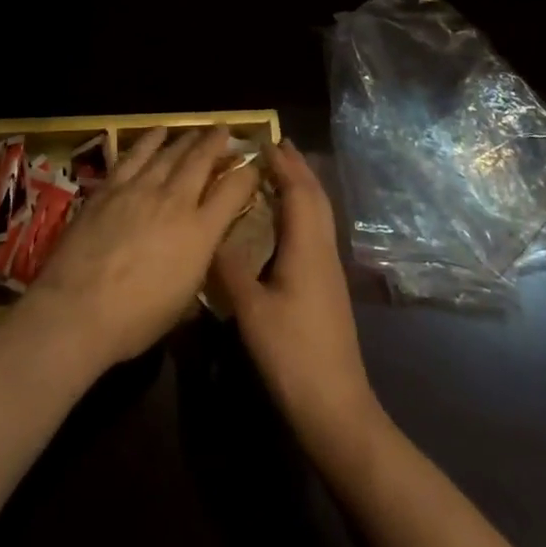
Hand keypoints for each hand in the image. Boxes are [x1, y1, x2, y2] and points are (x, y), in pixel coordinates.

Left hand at [12, 126, 257, 375]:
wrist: (78, 309)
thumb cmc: (135, 320)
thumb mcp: (183, 301)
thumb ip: (197, 265)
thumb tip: (202, 251)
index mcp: (200, 232)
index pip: (233, 191)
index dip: (247, 174)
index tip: (253, 165)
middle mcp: (175, 200)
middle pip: (201, 160)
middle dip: (217, 143)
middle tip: (224, 130)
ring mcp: (140, 189)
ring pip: (170, 152)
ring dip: (187, 139)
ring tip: (197, 130)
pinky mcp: (110, 187)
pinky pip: (135, 155)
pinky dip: (149, 140)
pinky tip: (157, 132)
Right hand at [209, 138, 379, 447]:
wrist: (336, 407)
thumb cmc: (292, 355)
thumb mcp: (251, 310)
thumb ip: (229, 268)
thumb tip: (208, 233)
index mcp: (306, 247)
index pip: (297, 190)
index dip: (282, 163)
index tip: (262, 139)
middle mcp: (322, 249)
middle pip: (314, 196)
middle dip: (296, 167)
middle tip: (274, 144)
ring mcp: (329, 268)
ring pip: (319, 213)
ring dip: (301, 186)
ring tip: (278, 171)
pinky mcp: (327, 285)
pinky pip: (316, 230)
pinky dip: (302, 209)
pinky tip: (284, 220)